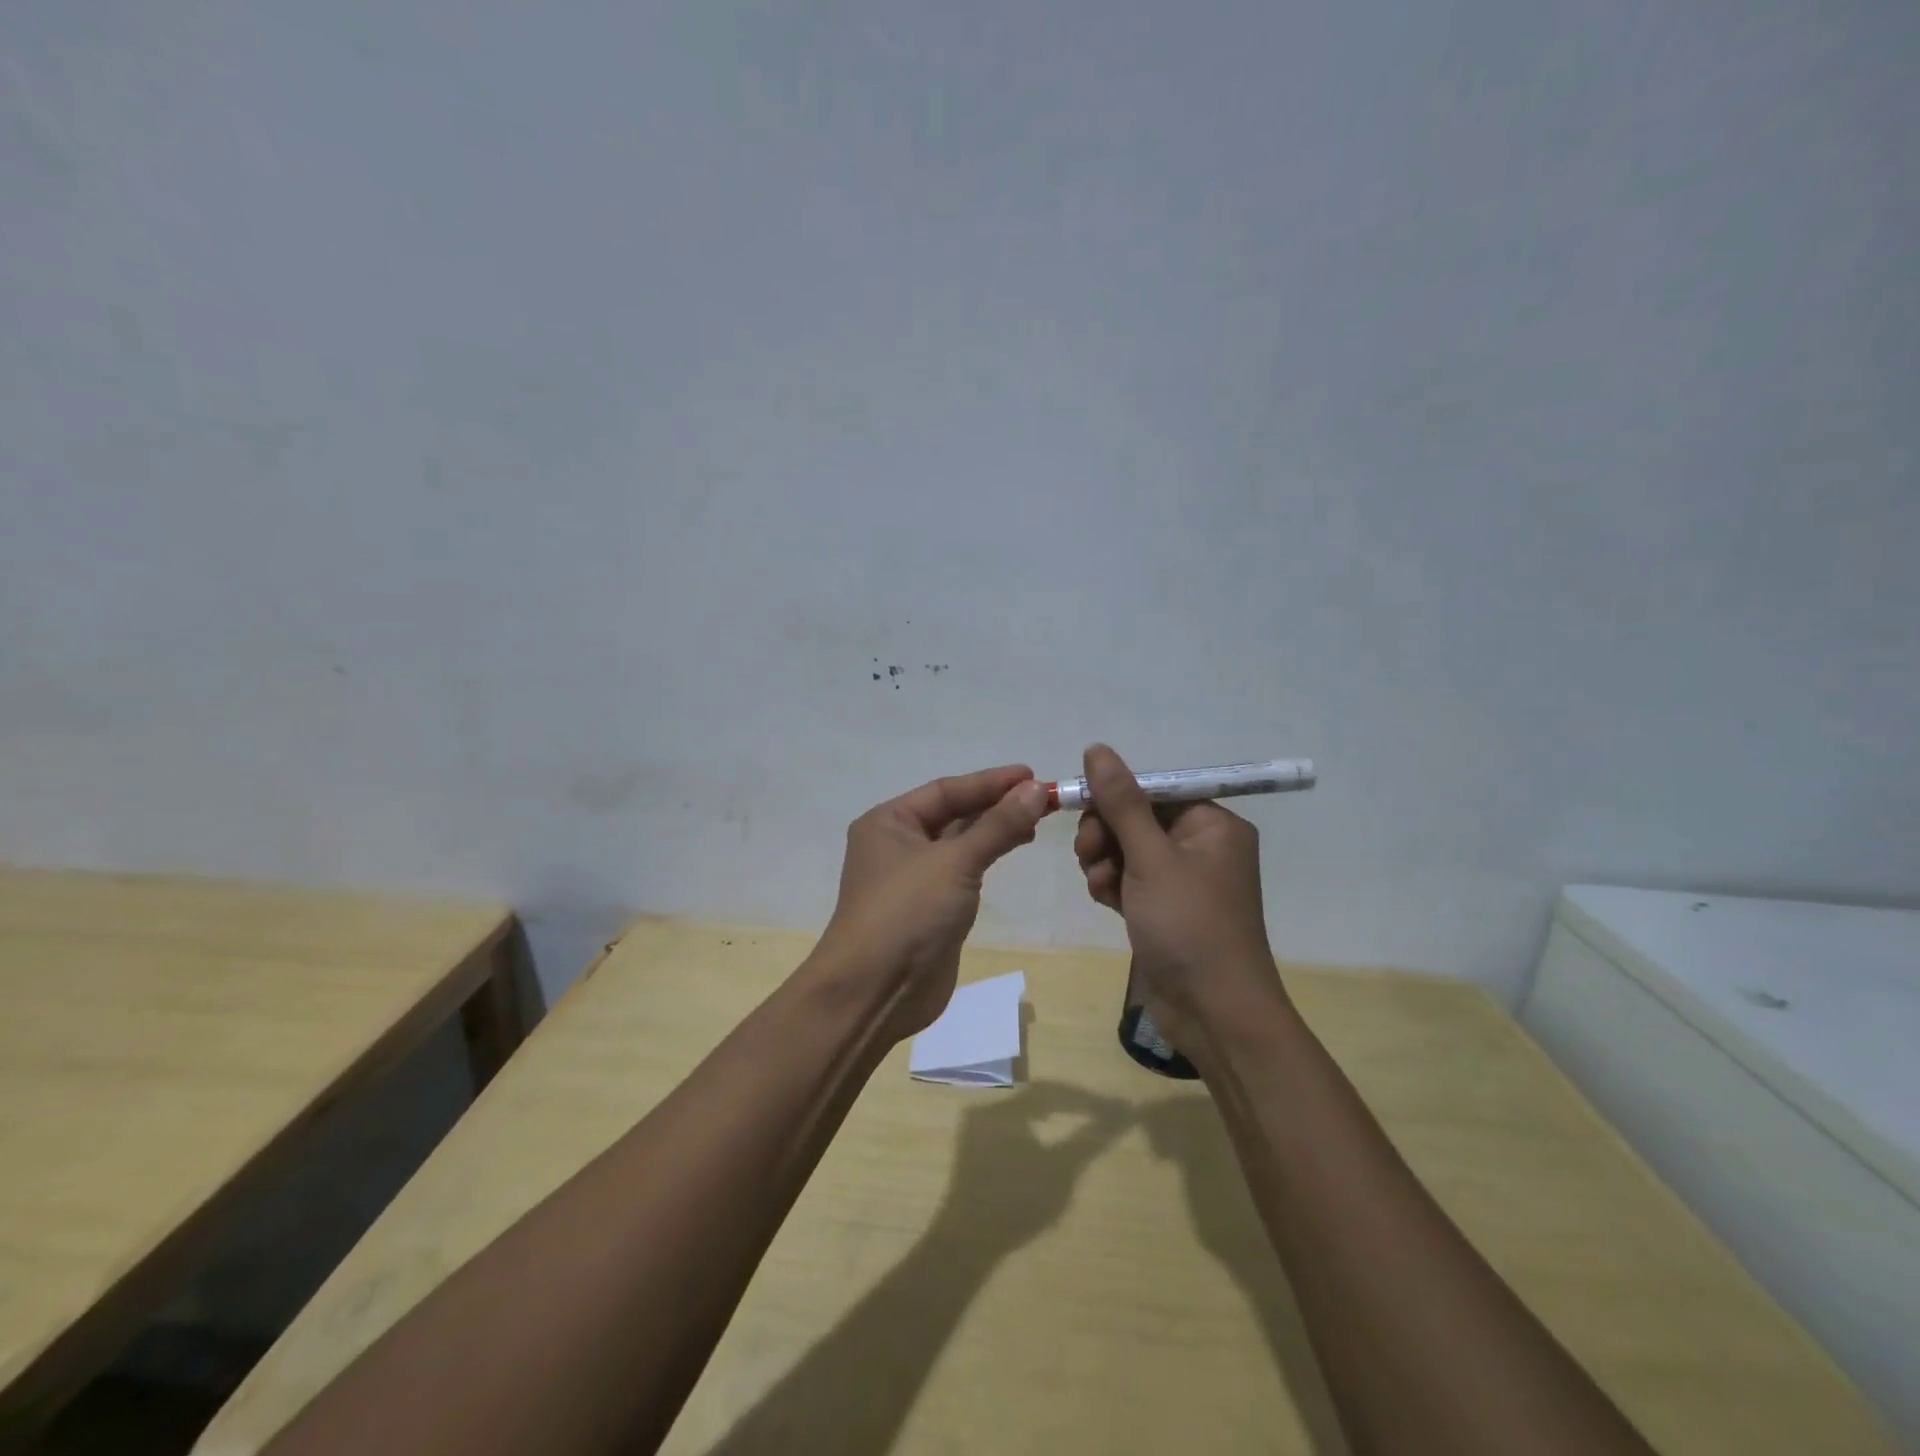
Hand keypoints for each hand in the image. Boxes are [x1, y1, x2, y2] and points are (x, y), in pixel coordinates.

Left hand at [813, 765, 1048, 1040]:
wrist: (875, 992)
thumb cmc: (907, 913)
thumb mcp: (954, 862)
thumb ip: (997, 825)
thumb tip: (1034, 789)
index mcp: (889, 821)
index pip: (946, 790)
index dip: (990, 782)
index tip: (1032, 775)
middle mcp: (897, 843)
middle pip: (953, 813)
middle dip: (996, 805)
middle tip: (1043, 799)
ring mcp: (913, 877)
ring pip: (960, 842)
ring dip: (995, 830)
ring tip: (1036, 822)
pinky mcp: (930, 907)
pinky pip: (963, 870)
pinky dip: (987, 857)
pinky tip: (1013, 848)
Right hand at [1071, 744, 1284, 1050]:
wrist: (1214, 1013)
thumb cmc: (1189, 925)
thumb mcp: (1150, 857)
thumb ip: (1121, 802)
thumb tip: (1097, 749)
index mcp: (1213, 825)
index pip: (1154, 789)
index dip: (1114, 796)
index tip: (1079, 807)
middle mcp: (1202, 847)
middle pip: (1137, 818)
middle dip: (1106, 834)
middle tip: (1089, 855)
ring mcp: (1183, 881)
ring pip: (1127, 850)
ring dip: (1105, 862)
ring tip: (1102, 886)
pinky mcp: (1166, 909)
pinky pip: (1130, 880)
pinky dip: (1114, 886)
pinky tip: (1106, 903)